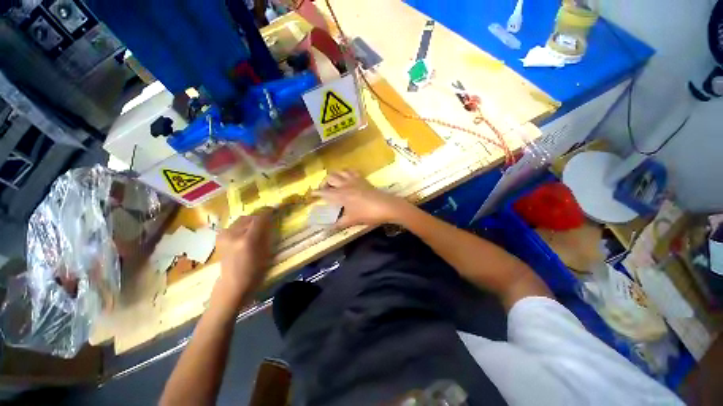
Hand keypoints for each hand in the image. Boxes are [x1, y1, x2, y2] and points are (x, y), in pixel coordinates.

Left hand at [214, 208, 274, 307]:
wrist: (233, 283)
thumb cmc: (255, 271)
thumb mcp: (267, 251)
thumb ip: (268, 234)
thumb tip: (271, 219)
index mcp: (248, 240)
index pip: (260, 218)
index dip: (269, 212)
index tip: (276, 209)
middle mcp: (234, 234)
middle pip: (250, 216)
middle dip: (260, 216)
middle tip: (268, 219)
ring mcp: (224, 235)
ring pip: (242, 219)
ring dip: (251, 220)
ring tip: (257, 226)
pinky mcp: (220, 237)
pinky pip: (234, 224)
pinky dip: (243, 224)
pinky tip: (246, 231)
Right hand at [313, 170, 409, 228]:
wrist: (386, 206)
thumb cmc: (368, 214)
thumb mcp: (352, 220)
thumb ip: (338, 224)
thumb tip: (326, 230)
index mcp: (341, 195)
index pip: (324, 193)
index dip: (316, 193)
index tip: (311, 194)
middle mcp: (345, 185)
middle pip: (330, 178)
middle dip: (323, 182)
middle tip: (323, 190)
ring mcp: (354, 180)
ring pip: (340, 172)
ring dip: (334, 175)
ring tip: (333, 182)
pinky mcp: (362, 179)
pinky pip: (351, 171)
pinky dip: (346, 172)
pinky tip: (347, 177)